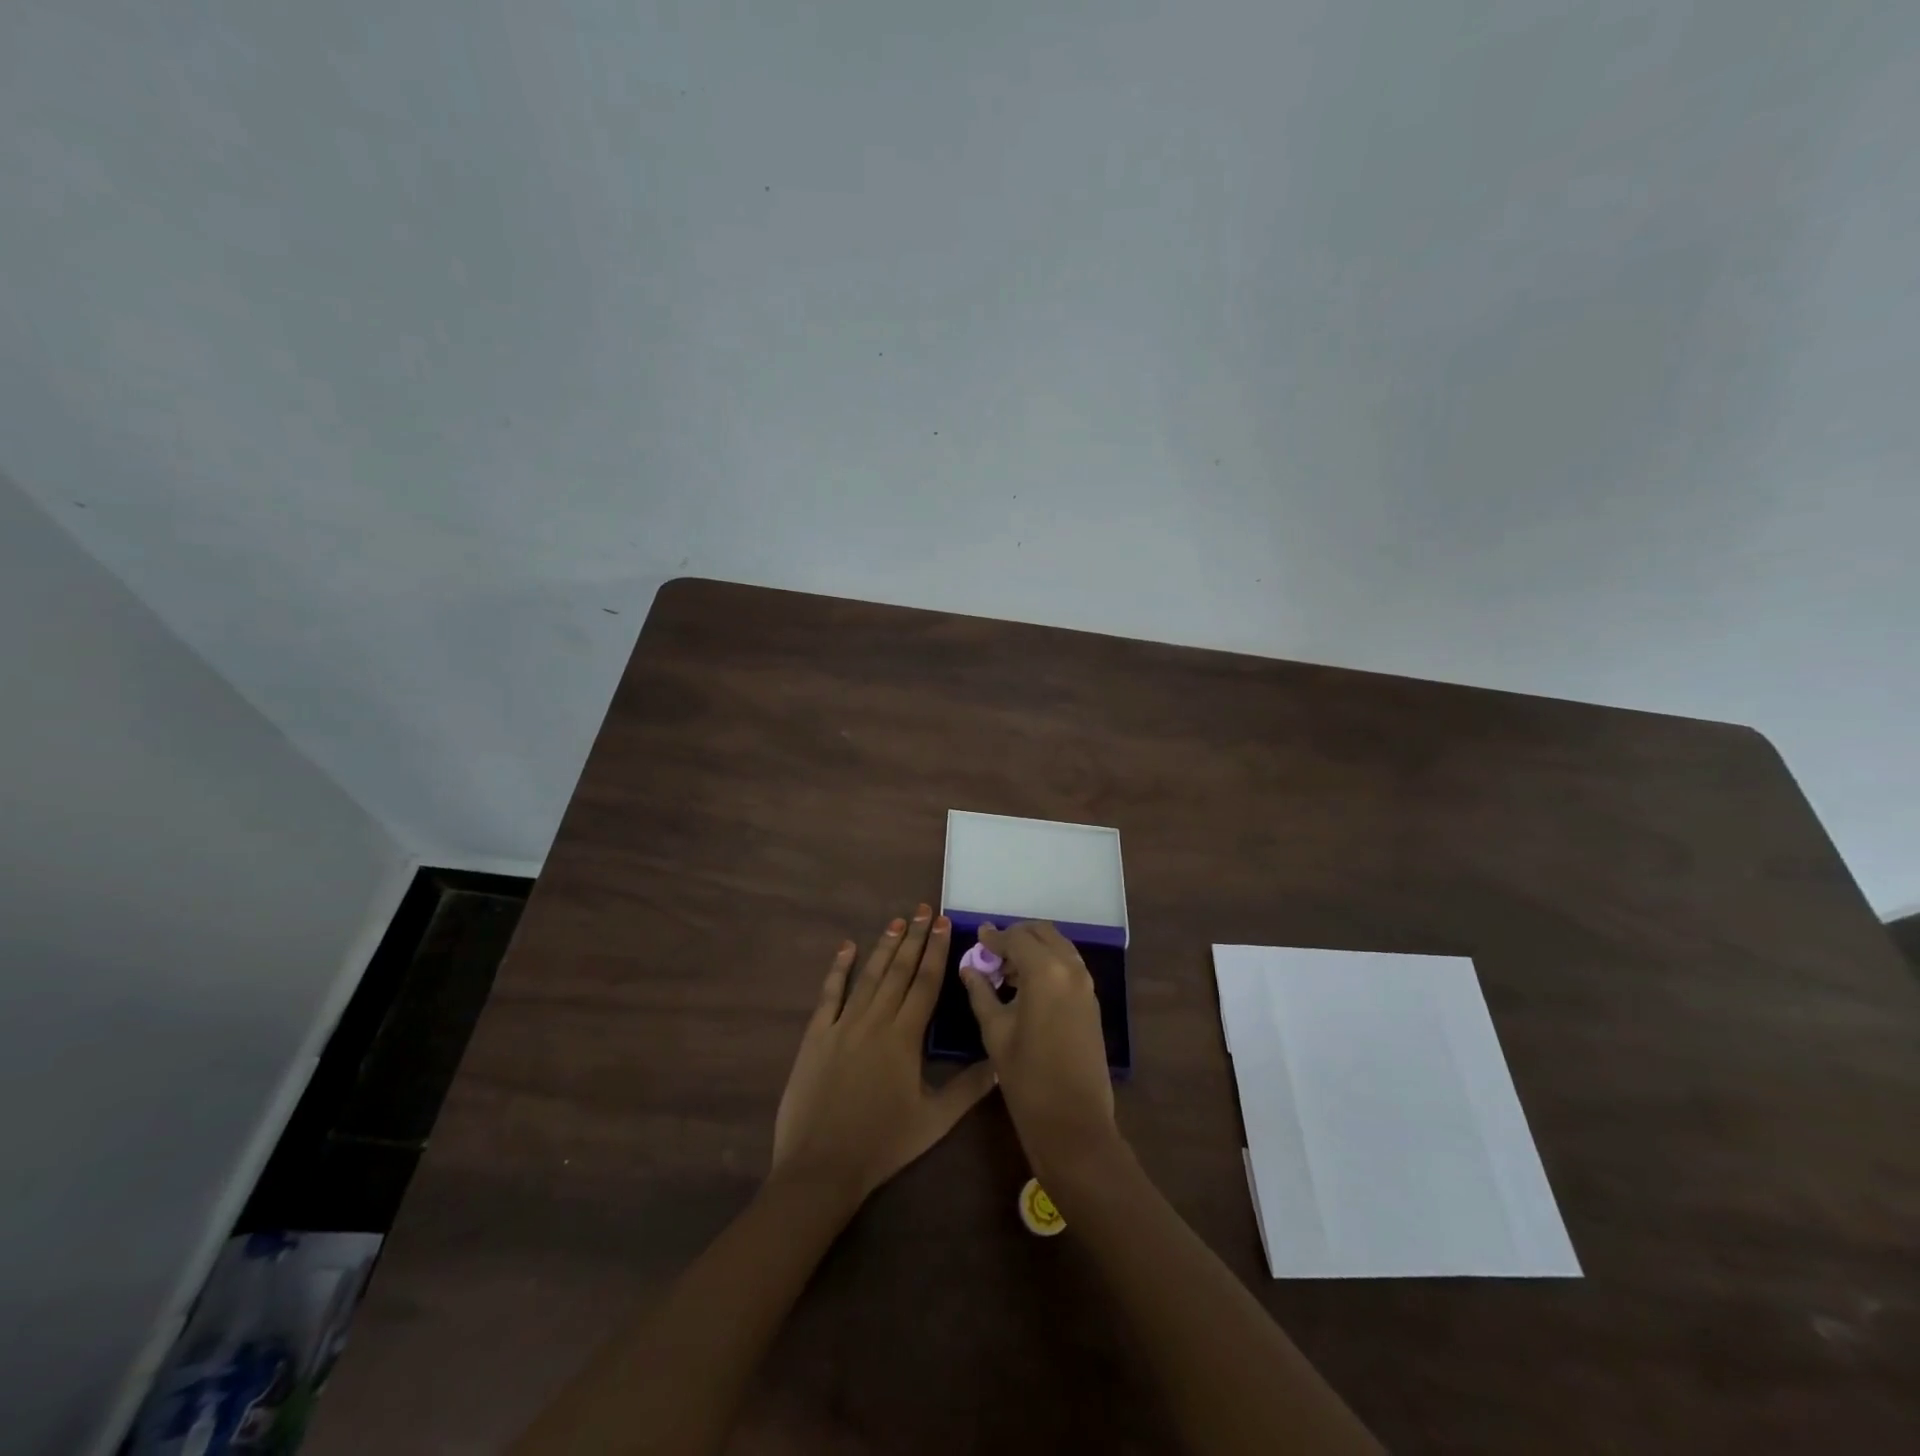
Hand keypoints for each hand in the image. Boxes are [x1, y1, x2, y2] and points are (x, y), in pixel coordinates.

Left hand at [772, 906, 996, 1204]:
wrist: (820, 1167)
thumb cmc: (882, 1145)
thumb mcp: (934, 1121)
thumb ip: (969, 1088)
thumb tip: (1002, 1062)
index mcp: (904, 1038)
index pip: (925, 983)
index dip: (936, 951)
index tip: (943, 923)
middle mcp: (874, 1021)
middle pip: (898, 970)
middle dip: (914, 938)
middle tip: (923, 909)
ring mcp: (842, 1025)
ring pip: (868, 976)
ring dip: (884, 946)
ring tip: (897, 921)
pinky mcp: (816, 1035)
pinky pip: (829, 994)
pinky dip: (839, 969)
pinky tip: (847, 947)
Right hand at [960, 921, 1117, 1175]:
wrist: (1074, 1123)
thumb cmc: (1027, 1078)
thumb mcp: (995, 1031)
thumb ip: (981, 992)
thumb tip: (969, 967)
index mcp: (1046, 971)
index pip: (1016, 938)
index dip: (994, 937)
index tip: (977, 937)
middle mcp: (1071, 968)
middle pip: (1042, 933)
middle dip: (1017, 936)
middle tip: (992, 953)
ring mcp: (1086, 984)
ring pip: (1058, 947)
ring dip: (1034, 949)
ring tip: (1007, 971)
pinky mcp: (1092, 1001)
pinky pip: (1068, 966)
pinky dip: (1048, 964)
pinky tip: (1027, 986)